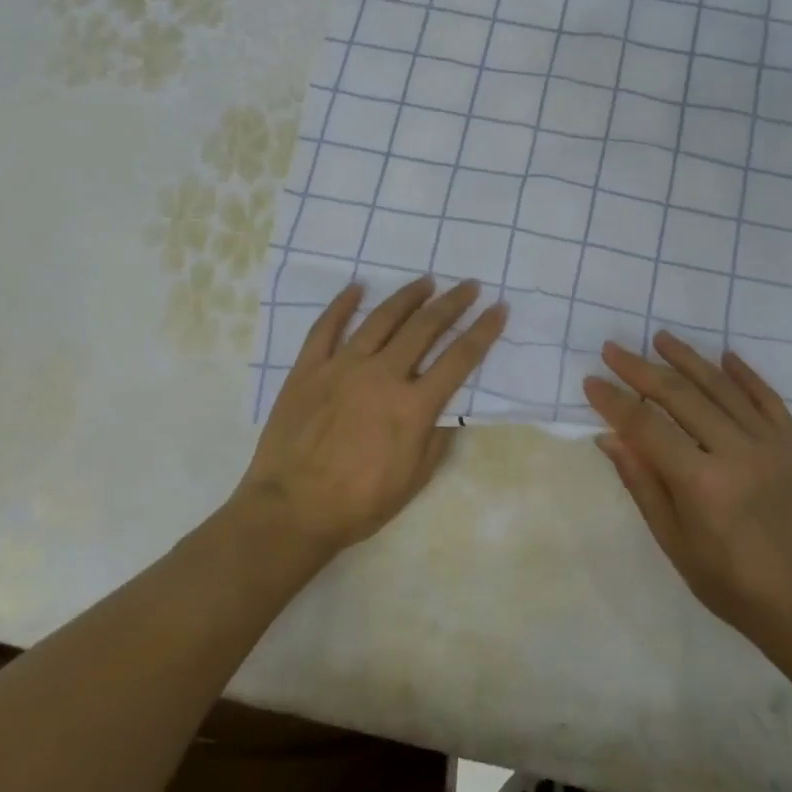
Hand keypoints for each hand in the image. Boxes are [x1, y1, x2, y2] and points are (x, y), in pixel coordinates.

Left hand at [236, 276, 505, 556]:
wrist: (292, 510)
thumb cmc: (359, 502)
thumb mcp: (414, 479)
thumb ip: (437, 438)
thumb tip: (450, 407)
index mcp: (413, 406)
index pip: (459, 359)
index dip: (483, 331)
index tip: (499, 308)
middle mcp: (382, 376)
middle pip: (424, 328)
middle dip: (452, 303)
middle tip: (469, 285)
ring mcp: (342, 367)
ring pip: (381, 320)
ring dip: (407, 297)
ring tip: (425, 281)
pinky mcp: (308, 369)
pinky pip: (326, 328)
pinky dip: (342, 305)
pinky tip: (357, 288)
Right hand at [584, 332, 791, 652]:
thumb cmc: (731, 585)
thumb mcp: (675, 543)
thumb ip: (642, 484)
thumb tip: (610, 438)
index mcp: (700, 482)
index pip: (646, 427)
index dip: (615, 402)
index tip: (592, 381)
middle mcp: (735, 452)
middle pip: (680, 397)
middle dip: (641, 369)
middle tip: (614, 349)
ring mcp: (770, 445)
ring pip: (722, 388)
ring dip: (688, 359)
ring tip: (661, 338)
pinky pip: (768, 399)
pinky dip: (746, 375)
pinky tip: (726, 356)